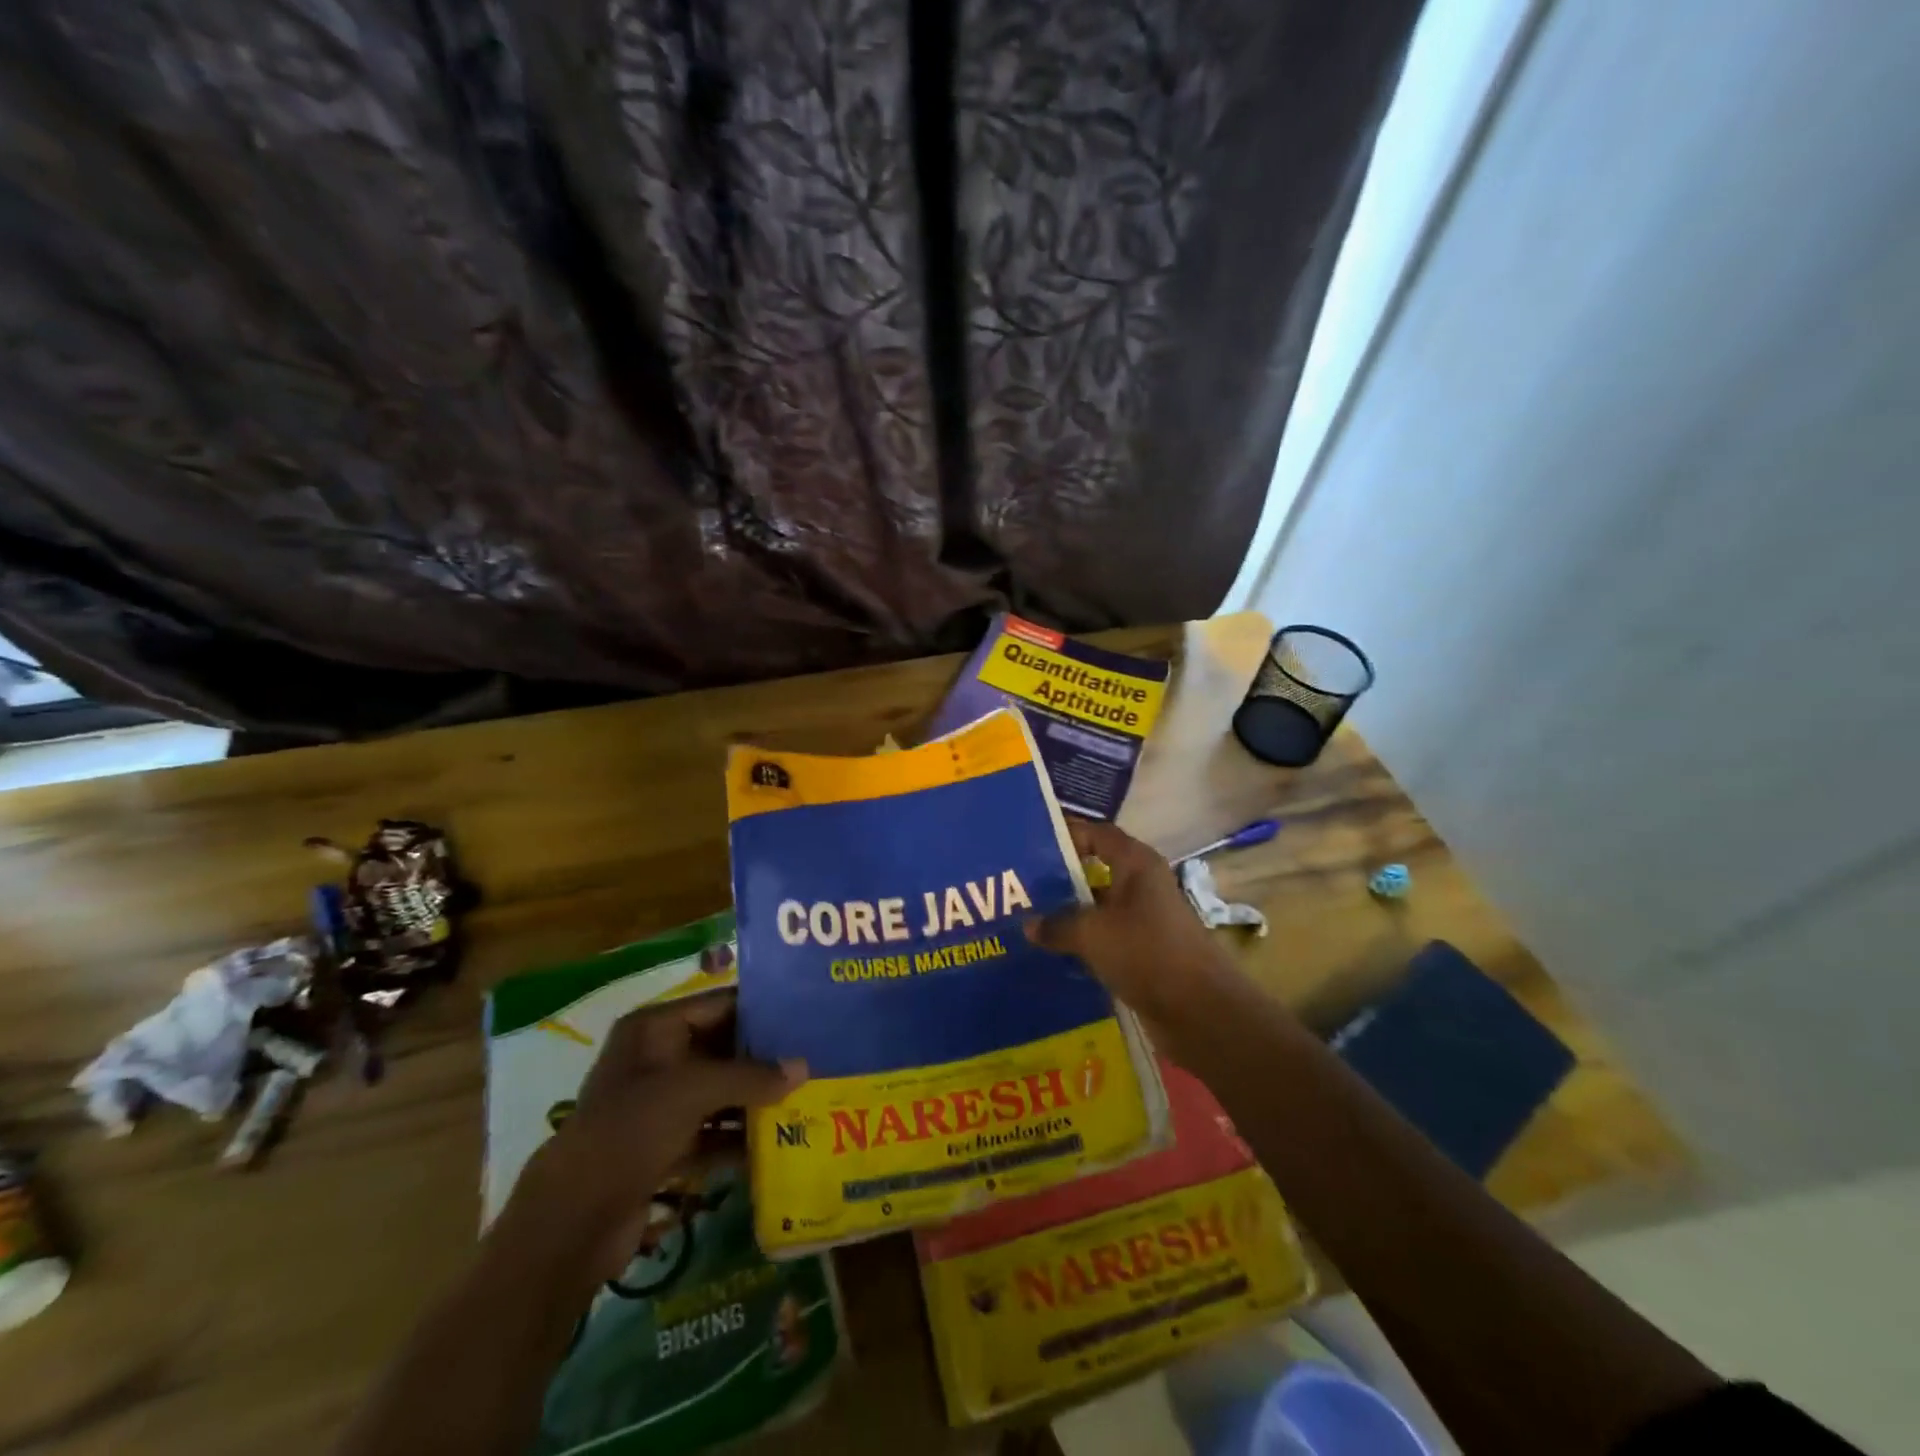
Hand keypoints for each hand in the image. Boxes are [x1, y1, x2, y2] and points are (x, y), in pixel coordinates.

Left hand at [508, 994, 804, 1278]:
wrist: (574, 1218)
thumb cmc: (632, 1129)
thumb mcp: (695, 1090)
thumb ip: (751, 1076)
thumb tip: (804, 1068)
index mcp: (654, 1028)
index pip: (719, 1004)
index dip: (761, 1009)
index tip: (807, 1013)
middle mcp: (656, 1059)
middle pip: (721, 1048)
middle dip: (764, 1057)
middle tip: (814, 1056)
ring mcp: (658, 1105)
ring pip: (718, 1092)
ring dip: (755, 1099)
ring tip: (806, 1097)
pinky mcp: (662, 1146)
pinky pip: (710, 1131)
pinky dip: (737, 1138)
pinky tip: (776, 1143)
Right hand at [1025, 818, 1238, 1024]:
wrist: (1201, 1012)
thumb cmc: (1147, 953)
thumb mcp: (1093, 933)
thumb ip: (1057, 924)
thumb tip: (1030, 924)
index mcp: (1136, 864)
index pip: (1096, 834)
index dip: (1064, 834)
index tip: (1028, 842)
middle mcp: (1142, 885)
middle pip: (1094, 871)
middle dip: (1058, 878)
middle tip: (1017, 886)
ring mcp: (1144, 920)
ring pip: (1097, 908)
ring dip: (1067, 915)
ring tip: (1026, 920)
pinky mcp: (1144, 952)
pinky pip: (1105, 938)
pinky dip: (1082, 943)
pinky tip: (1051, 953)